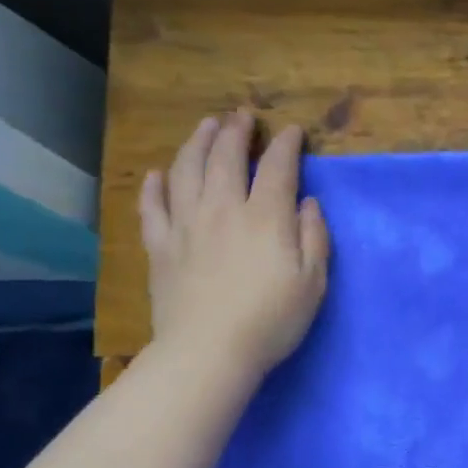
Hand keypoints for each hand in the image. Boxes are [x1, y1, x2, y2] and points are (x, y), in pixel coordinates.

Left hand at [139, 111, 330, 380]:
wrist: (208, 351)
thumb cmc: (271, 319)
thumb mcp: (313, 282)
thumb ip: (314, 237)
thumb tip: (308, 203)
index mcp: (265, 217)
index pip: (277, 167)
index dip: (286, 145)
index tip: (292, 131)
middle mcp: (223, 209)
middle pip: (226, 157)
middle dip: (236, 132)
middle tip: (242, 117)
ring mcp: (186, 225)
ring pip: (187, 170)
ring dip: (197, 143)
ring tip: (206, 126)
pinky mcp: (160, 246)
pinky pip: (153, 206)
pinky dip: (155, 186)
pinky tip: (158, 174)